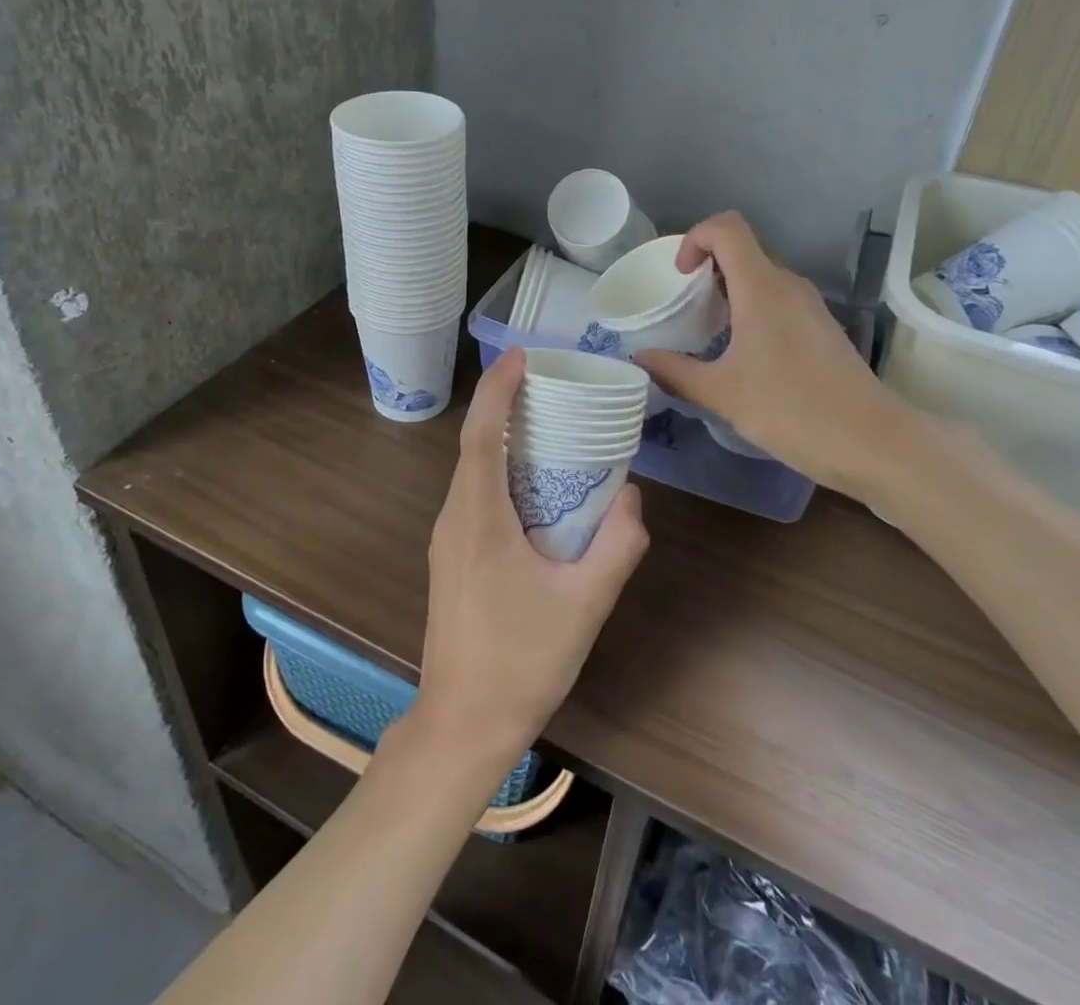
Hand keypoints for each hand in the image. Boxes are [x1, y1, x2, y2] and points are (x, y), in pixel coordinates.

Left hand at [415, 350, 648, 767]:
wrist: (463, 725)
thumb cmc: (522, 660)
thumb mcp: (586, 602)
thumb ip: (618, 545)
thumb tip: (632, 497)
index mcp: (478, 516)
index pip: (481, 433)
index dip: (497, 389)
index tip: (520, 355)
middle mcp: (454, 518)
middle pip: (473, 444)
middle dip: (504, 405)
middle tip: (549, 384)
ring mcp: (448, 540)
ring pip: (472, 471)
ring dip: (502, 439)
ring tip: (547, 424)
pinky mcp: (452, 559)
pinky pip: (474, 496)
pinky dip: (499, 471)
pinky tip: (535, 486)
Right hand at [634, 212, 901, 491]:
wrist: (870, 441)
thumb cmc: (791, 409)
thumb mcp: (721, 393)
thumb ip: (675, 371)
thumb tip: (640, 358)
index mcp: (762, 287)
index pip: (727, 227)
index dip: (695, 238)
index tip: (679, 276)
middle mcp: (788, 285)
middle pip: (744, 248)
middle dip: (708, 266)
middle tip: (686, 304)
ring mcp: (810, 305)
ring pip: (763, 275)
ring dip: (731, 289)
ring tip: (709, 329)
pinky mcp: (822, 327)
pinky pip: (779, 299)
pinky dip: (753, 308)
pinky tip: (744, 351)